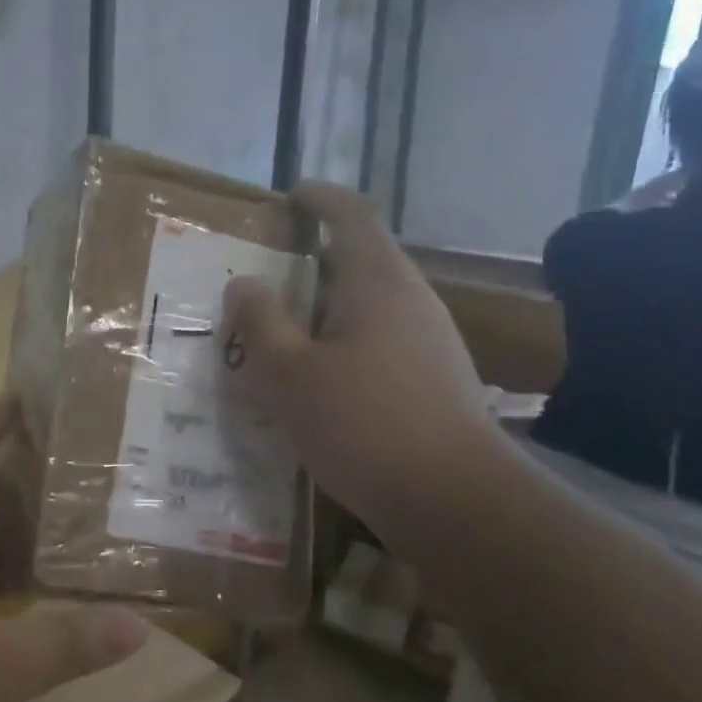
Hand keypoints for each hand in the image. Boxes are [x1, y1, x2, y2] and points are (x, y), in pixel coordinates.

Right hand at [222, 182, 497, 527]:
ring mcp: (431, 340)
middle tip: (266, 278)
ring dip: (326, 307)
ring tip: (284, 332)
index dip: (319, 198)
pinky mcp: (436, 378)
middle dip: (313, 261)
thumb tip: (244, 283)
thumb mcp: (288, 373)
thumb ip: (260, 321)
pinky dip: (344, 341)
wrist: (456, 503)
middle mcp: (412, 299)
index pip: (351, 215)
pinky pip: (381, 339)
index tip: (288, 197)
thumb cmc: (362, 424)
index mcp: (378, 282)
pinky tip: (320, 379)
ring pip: (370, 304)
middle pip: (361, 259)